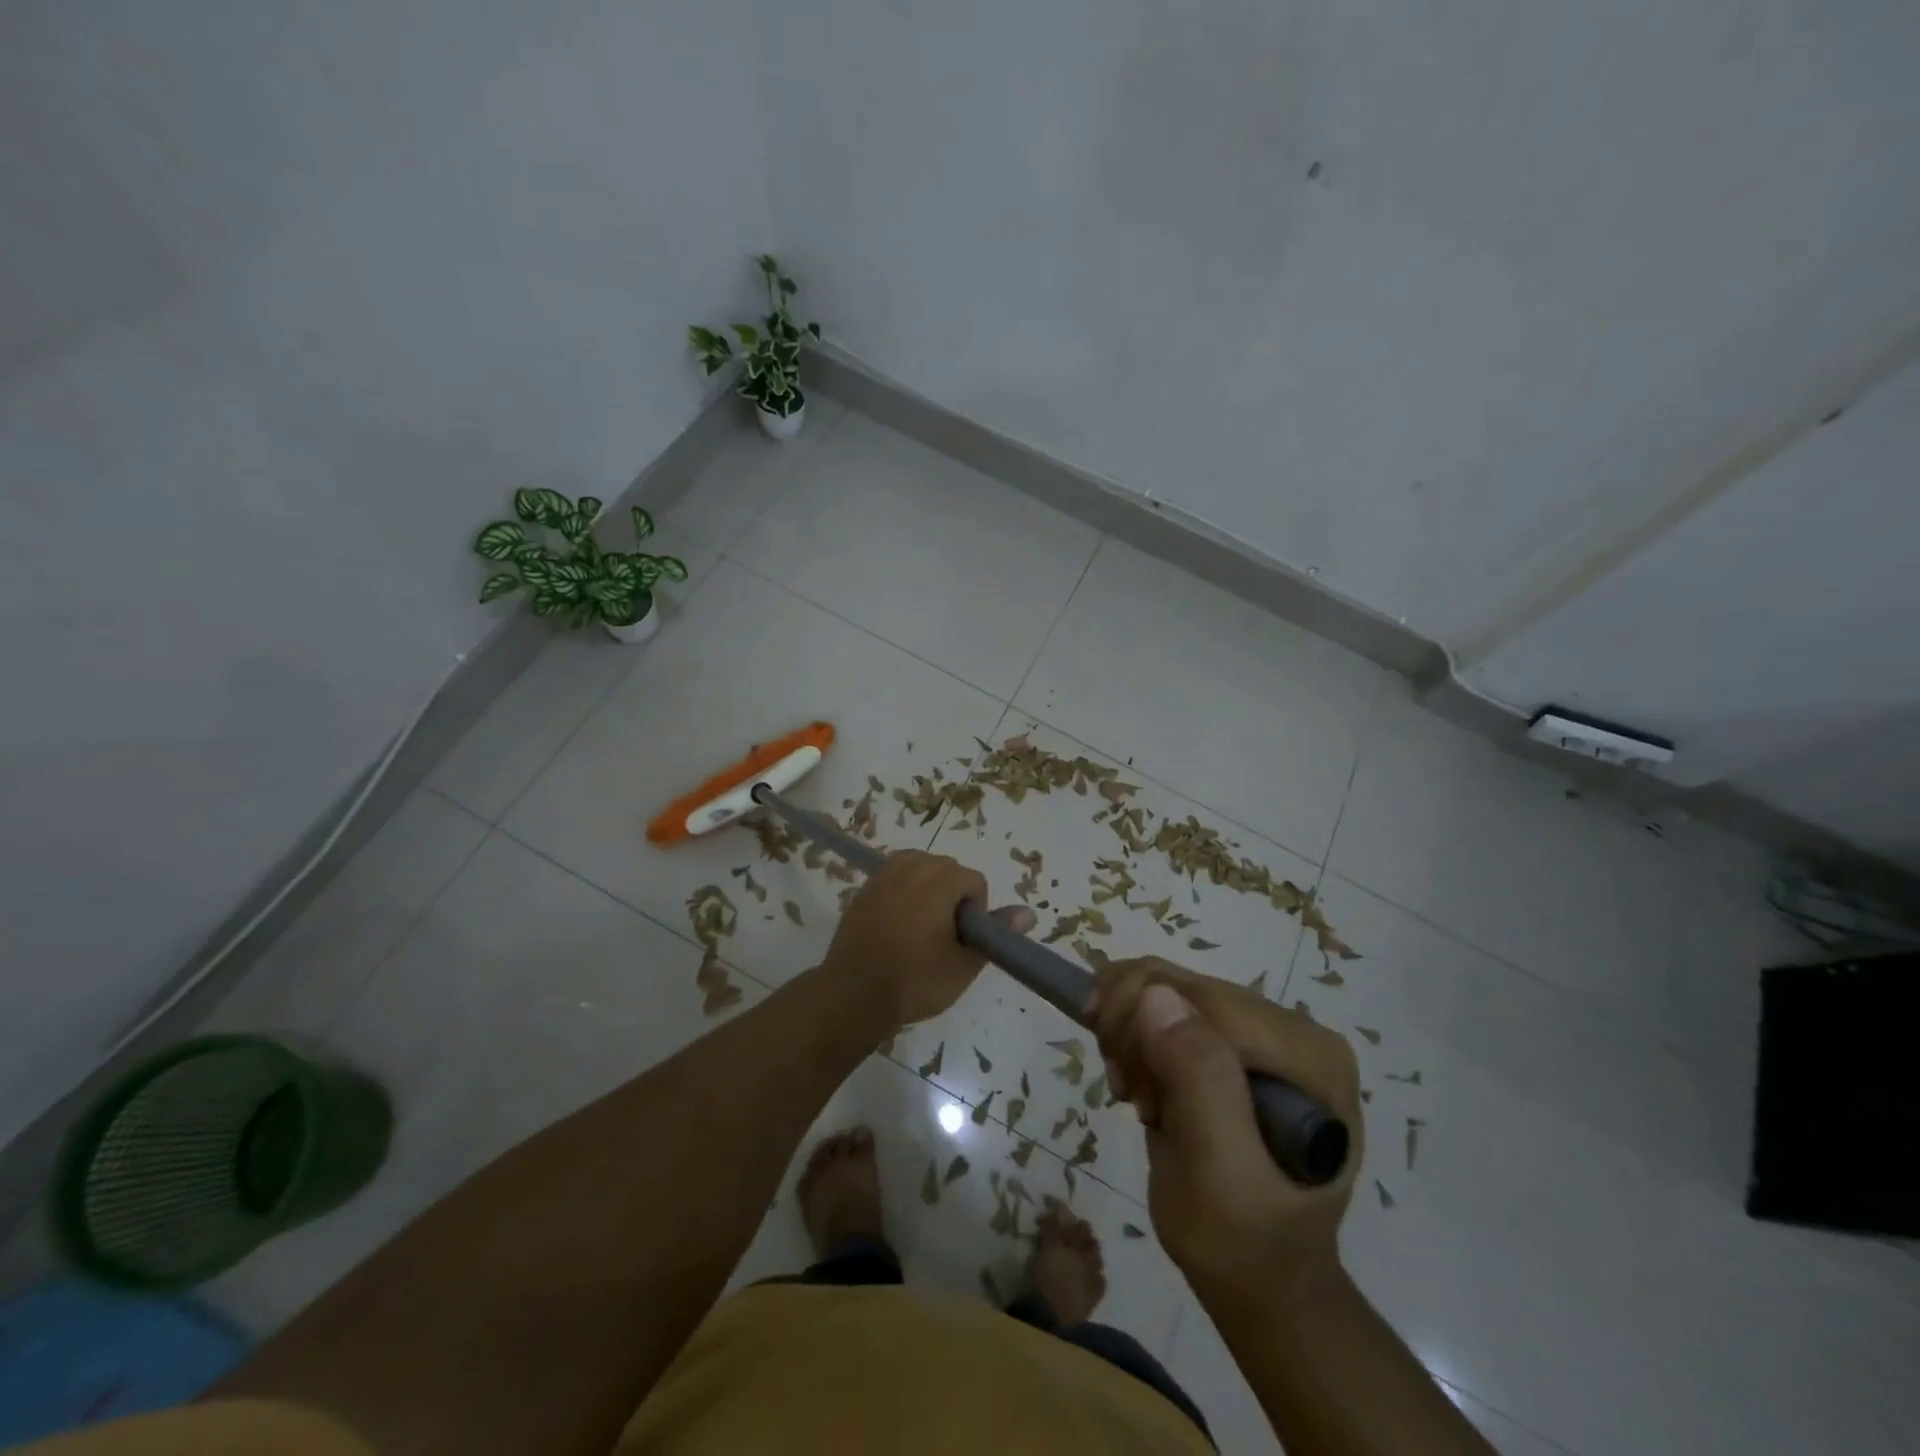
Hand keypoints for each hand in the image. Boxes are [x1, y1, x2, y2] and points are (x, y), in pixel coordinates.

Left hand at [821, 850, 1036, 1030]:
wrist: (853, 996)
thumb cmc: (914, 982)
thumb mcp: (963, 965)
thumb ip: (996, 933)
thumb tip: (1029, 913)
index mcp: (937, 884)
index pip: (973, 879)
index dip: (976, 908)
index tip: (964, 938)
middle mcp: (910, 870)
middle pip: (946, 866)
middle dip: (953, 893)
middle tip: (946, 933)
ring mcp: (883, 877)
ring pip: (919, 864)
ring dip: (929, 885)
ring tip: (925, 922)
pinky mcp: (864, 889)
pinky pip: (894, 874)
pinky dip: (904, 887)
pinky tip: (900, 920)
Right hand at [1088, 957, 1361, 1309]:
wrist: (1262, 1286)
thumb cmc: (1242, 1243)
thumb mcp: (1218, 1174)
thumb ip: (1199, 1080)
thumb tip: (1156, 996)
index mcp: (1308, 1055)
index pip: (1205, 996)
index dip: (1141, 1012)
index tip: (1113, 1070)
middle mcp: (1295, 1032)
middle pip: (1186, 987)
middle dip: (1134, 1028)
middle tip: (1123, 1088)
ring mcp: (1268, 1036)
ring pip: (1170, 990)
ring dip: (1132, 1035)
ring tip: (1134, 1093)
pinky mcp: (1240, 1044)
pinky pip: (1170, 1006)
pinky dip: (1139, 1037)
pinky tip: (1142, 1083)